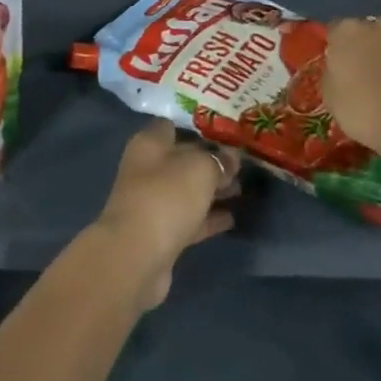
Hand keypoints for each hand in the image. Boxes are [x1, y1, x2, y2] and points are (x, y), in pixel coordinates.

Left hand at [92, 120, 240, 310]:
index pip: (173, 125)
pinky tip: (232, 218)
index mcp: (150, 143)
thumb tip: (231, 158)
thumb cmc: (166, 196)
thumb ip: (218, 160)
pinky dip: (208, 218)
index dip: (198, 128)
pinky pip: (189, 219)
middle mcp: (147, 168)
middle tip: (242, 164)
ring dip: (212, 190)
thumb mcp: (200, 169)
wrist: (137, 255)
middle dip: (210, 161)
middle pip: (182, 159)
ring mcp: (153, 202)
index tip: (225, 132)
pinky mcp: (161, 233)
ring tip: (242, 189)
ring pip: (187, 190)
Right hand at [324, 18, 380, 202]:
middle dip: (369, 47)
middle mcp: (376, 24)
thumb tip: (340, 68)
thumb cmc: (367, 113)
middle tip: (371, 75)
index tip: (343, 68)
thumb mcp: (332, 98)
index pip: (336, 31)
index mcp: (346, 33)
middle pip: (368, 31)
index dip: (339, 49)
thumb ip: (333, 73)